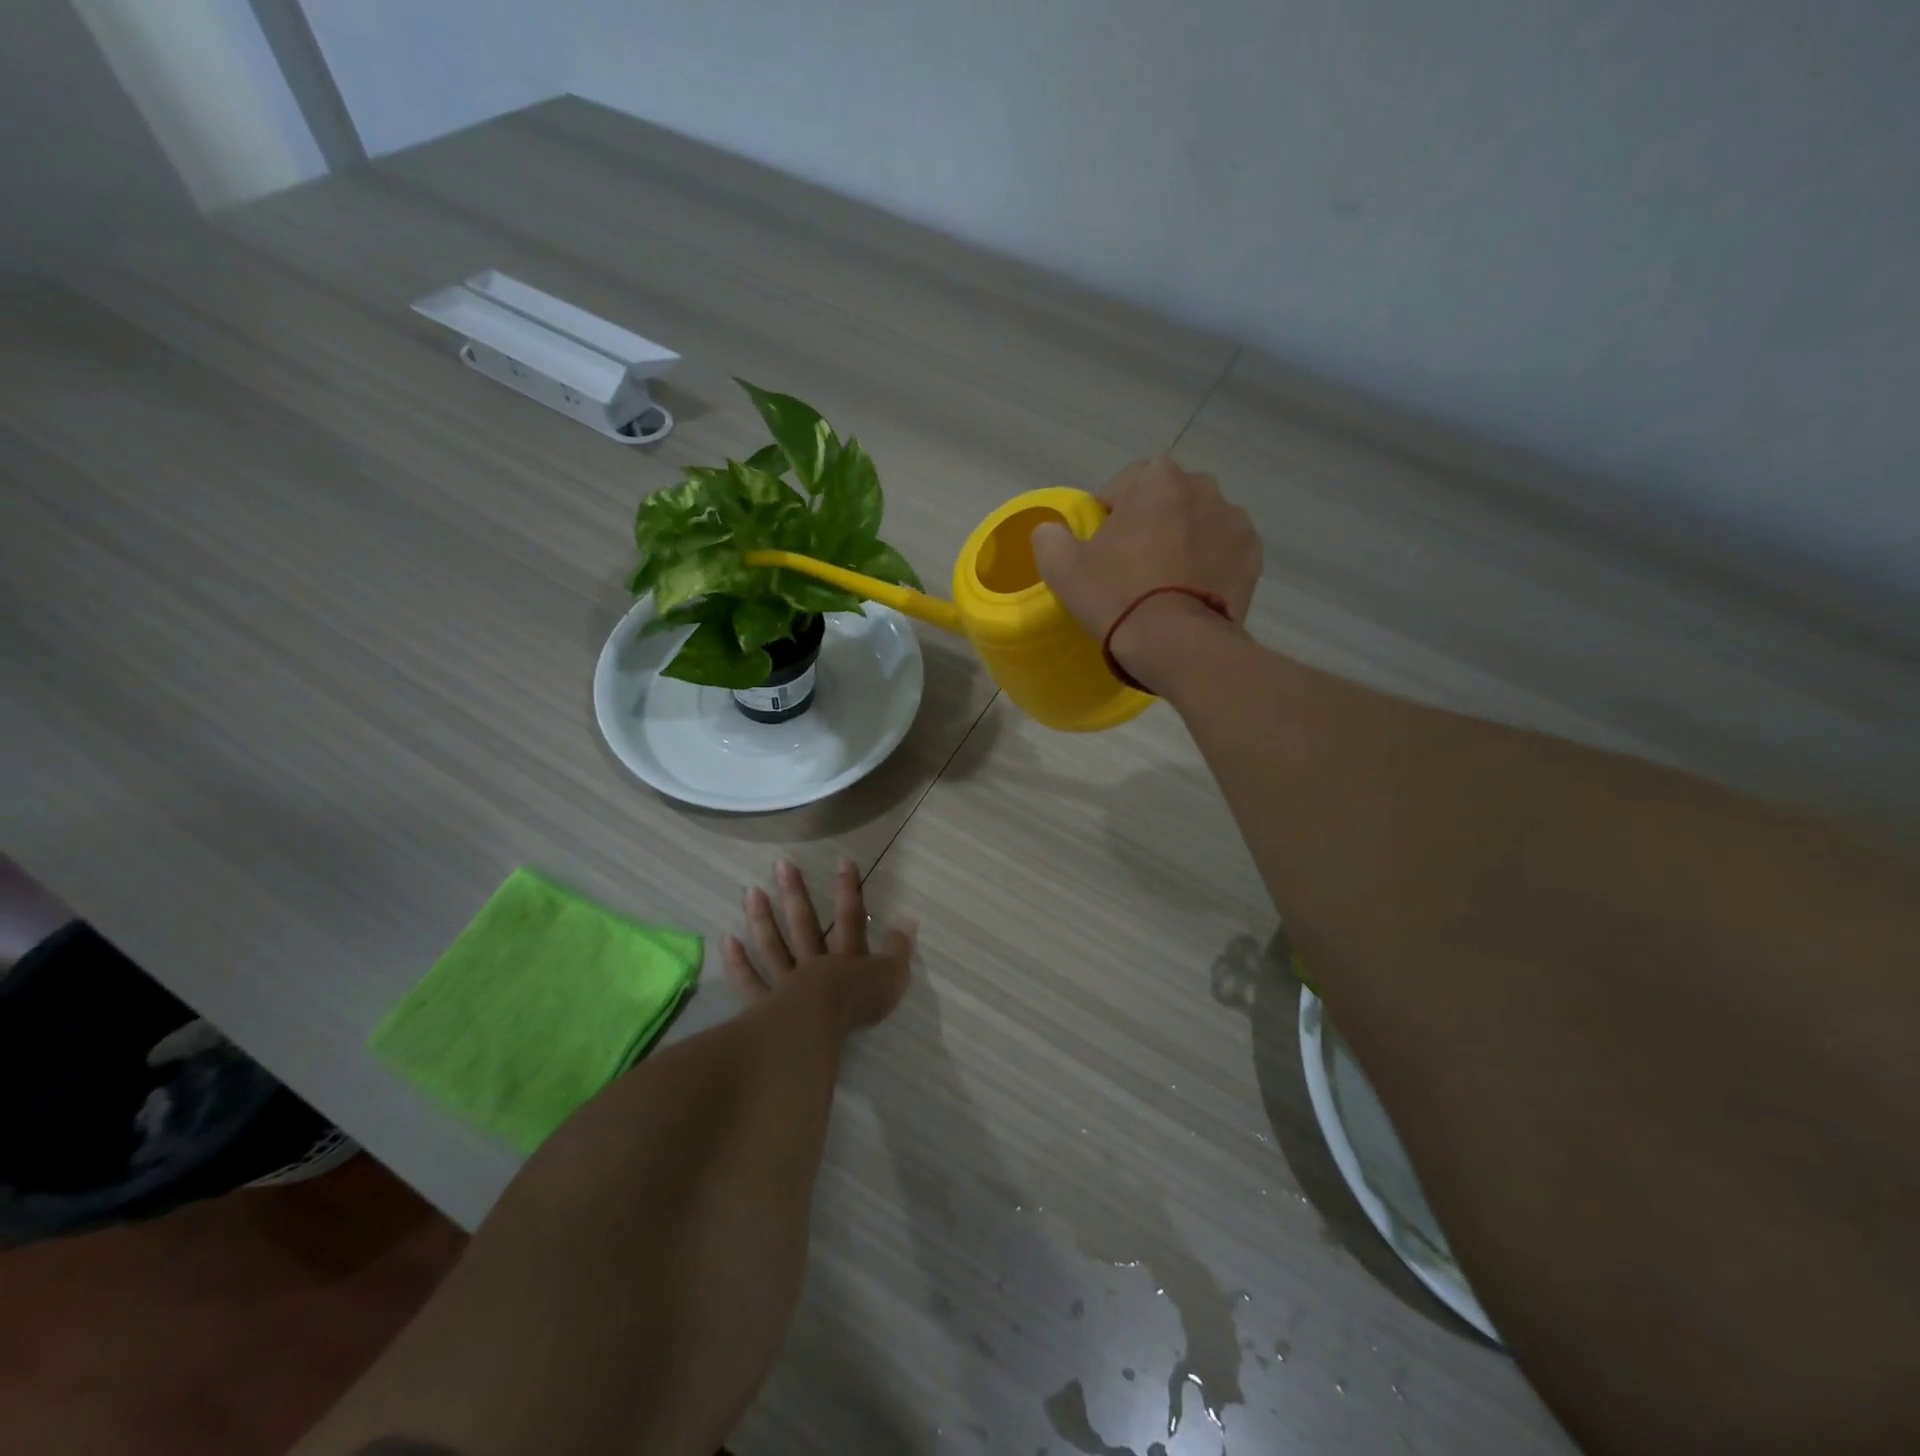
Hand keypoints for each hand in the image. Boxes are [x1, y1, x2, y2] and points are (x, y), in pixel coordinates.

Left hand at [722, 860, 914, 1028]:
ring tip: (751, 891)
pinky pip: (750, 981)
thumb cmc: (858, 1005)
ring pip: (773, 945)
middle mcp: (815, 964)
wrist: (819, 1028)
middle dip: (795, 893)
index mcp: (847, 958)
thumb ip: (899, 950)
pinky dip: (739, 962)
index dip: (848, 890)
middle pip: (804, 923)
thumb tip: (909, 920)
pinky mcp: (765, 1006)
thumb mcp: (891, 978)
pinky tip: (728, 940)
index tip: (843, 861)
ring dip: (762, 918)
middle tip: (781, 865)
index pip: (850, 917)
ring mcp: (786, 983)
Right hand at [1031, 457, 1260, 687]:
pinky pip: (1222, 552)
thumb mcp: (1061, 567)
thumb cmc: (1117, 596)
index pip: (1122, 487)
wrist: (1177, 644)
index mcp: (1156, 477)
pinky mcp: (1253, 555)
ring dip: (1182, 542)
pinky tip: (1191, 594)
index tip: (1100, 552)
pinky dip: (1208, 565)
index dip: (1107, 518)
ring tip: (1165, 585)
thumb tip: (1051, 531)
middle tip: (1131, 568)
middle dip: (1150, 525)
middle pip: (1164, 502)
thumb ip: (1049, 536)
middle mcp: (1203, 486)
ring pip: (1197, 525)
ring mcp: (1235, 520)